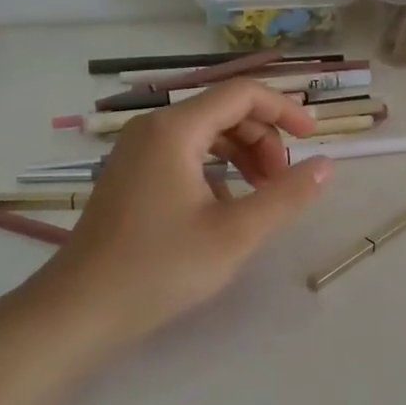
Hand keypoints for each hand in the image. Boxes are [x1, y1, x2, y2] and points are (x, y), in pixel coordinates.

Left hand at [18, 80, 332, 344]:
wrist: (79, 310)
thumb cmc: (160, 268)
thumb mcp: (236, 234)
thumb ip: (286, 196)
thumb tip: (326, 165)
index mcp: (175, 130)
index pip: (242, 94)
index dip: (285, 109)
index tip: (312, 139)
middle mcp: (153, 128)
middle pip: (225, 111)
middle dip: (264, 139)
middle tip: (281, 184)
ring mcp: (137, 150)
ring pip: (206, 132)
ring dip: (242, 154)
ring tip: (259, 195)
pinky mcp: (131, 173)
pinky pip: (185, 152)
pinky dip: (216, 168)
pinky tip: (224, 207)